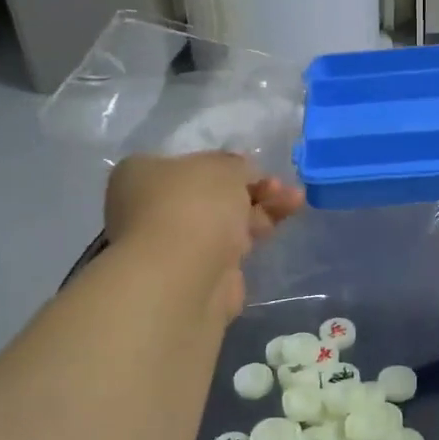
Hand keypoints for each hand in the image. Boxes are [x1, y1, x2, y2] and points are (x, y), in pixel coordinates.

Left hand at [104, 153, 304, 318]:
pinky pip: (232, 247)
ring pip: (225, 221)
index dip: (225, 164)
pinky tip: (280, 224)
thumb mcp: (222, 167)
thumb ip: (236, 165)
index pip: (188, 164)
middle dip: (250, 188)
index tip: (254, 166)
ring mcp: (177, 245)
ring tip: (297, 200)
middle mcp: (152, 210)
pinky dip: (256, 235)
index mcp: (142, 175)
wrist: (186, 275)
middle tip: (280, 185)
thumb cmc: (193, 205)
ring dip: (262, 208)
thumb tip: (241, 174)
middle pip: (211, 194)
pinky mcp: (201, 274)